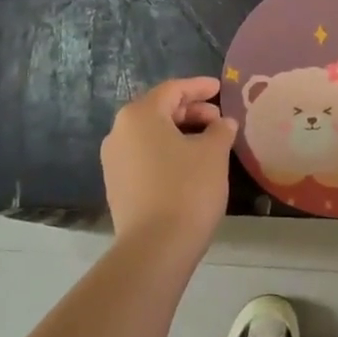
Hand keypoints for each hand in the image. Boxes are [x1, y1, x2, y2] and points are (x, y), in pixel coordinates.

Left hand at [101, 78, 237, 255]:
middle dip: (191, 111)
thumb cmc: (187, 189)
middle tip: (219, 119)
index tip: (220, 88)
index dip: (199, 87)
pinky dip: (167, 152)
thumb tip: (223, 123)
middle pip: (159, 110)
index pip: (173, 90)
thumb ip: (220, 130)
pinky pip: (145, 156)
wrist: (154, 249)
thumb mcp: (213, 153)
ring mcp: (114, 161)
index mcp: (139, 115)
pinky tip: (189, 164)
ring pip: (151, 134)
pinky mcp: (117, 186)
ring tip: (209, 142)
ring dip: (180, 132)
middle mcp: (119, 132)